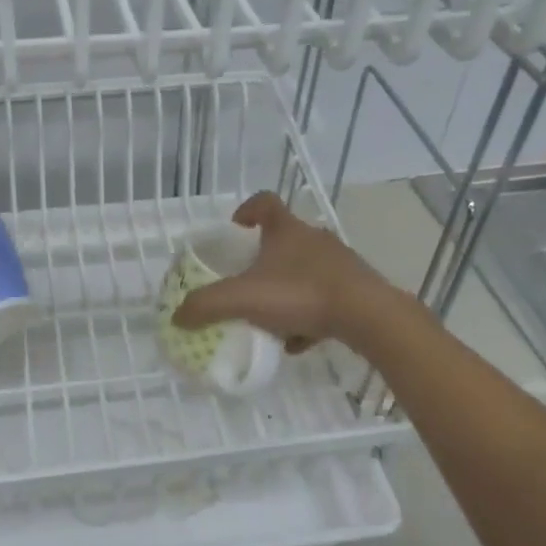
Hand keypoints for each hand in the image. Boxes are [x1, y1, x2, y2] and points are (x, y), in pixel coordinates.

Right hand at [171, 193, 383, 349]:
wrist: (368, 316)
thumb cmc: (301, 294)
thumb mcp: (244, 299)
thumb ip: (207, 305)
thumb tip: (177, 316)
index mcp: (286, 231)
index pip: (265, 203)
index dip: (247, 210)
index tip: (236, 227)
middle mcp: (314, 240)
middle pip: (286, 239)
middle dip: (265, 258)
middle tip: (246, 280)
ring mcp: (339, 264)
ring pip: (305, 271)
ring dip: (287, 290)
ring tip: (270, 317)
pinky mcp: (356, 290)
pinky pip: (324, 299)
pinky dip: (308, 316)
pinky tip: (297, 342)